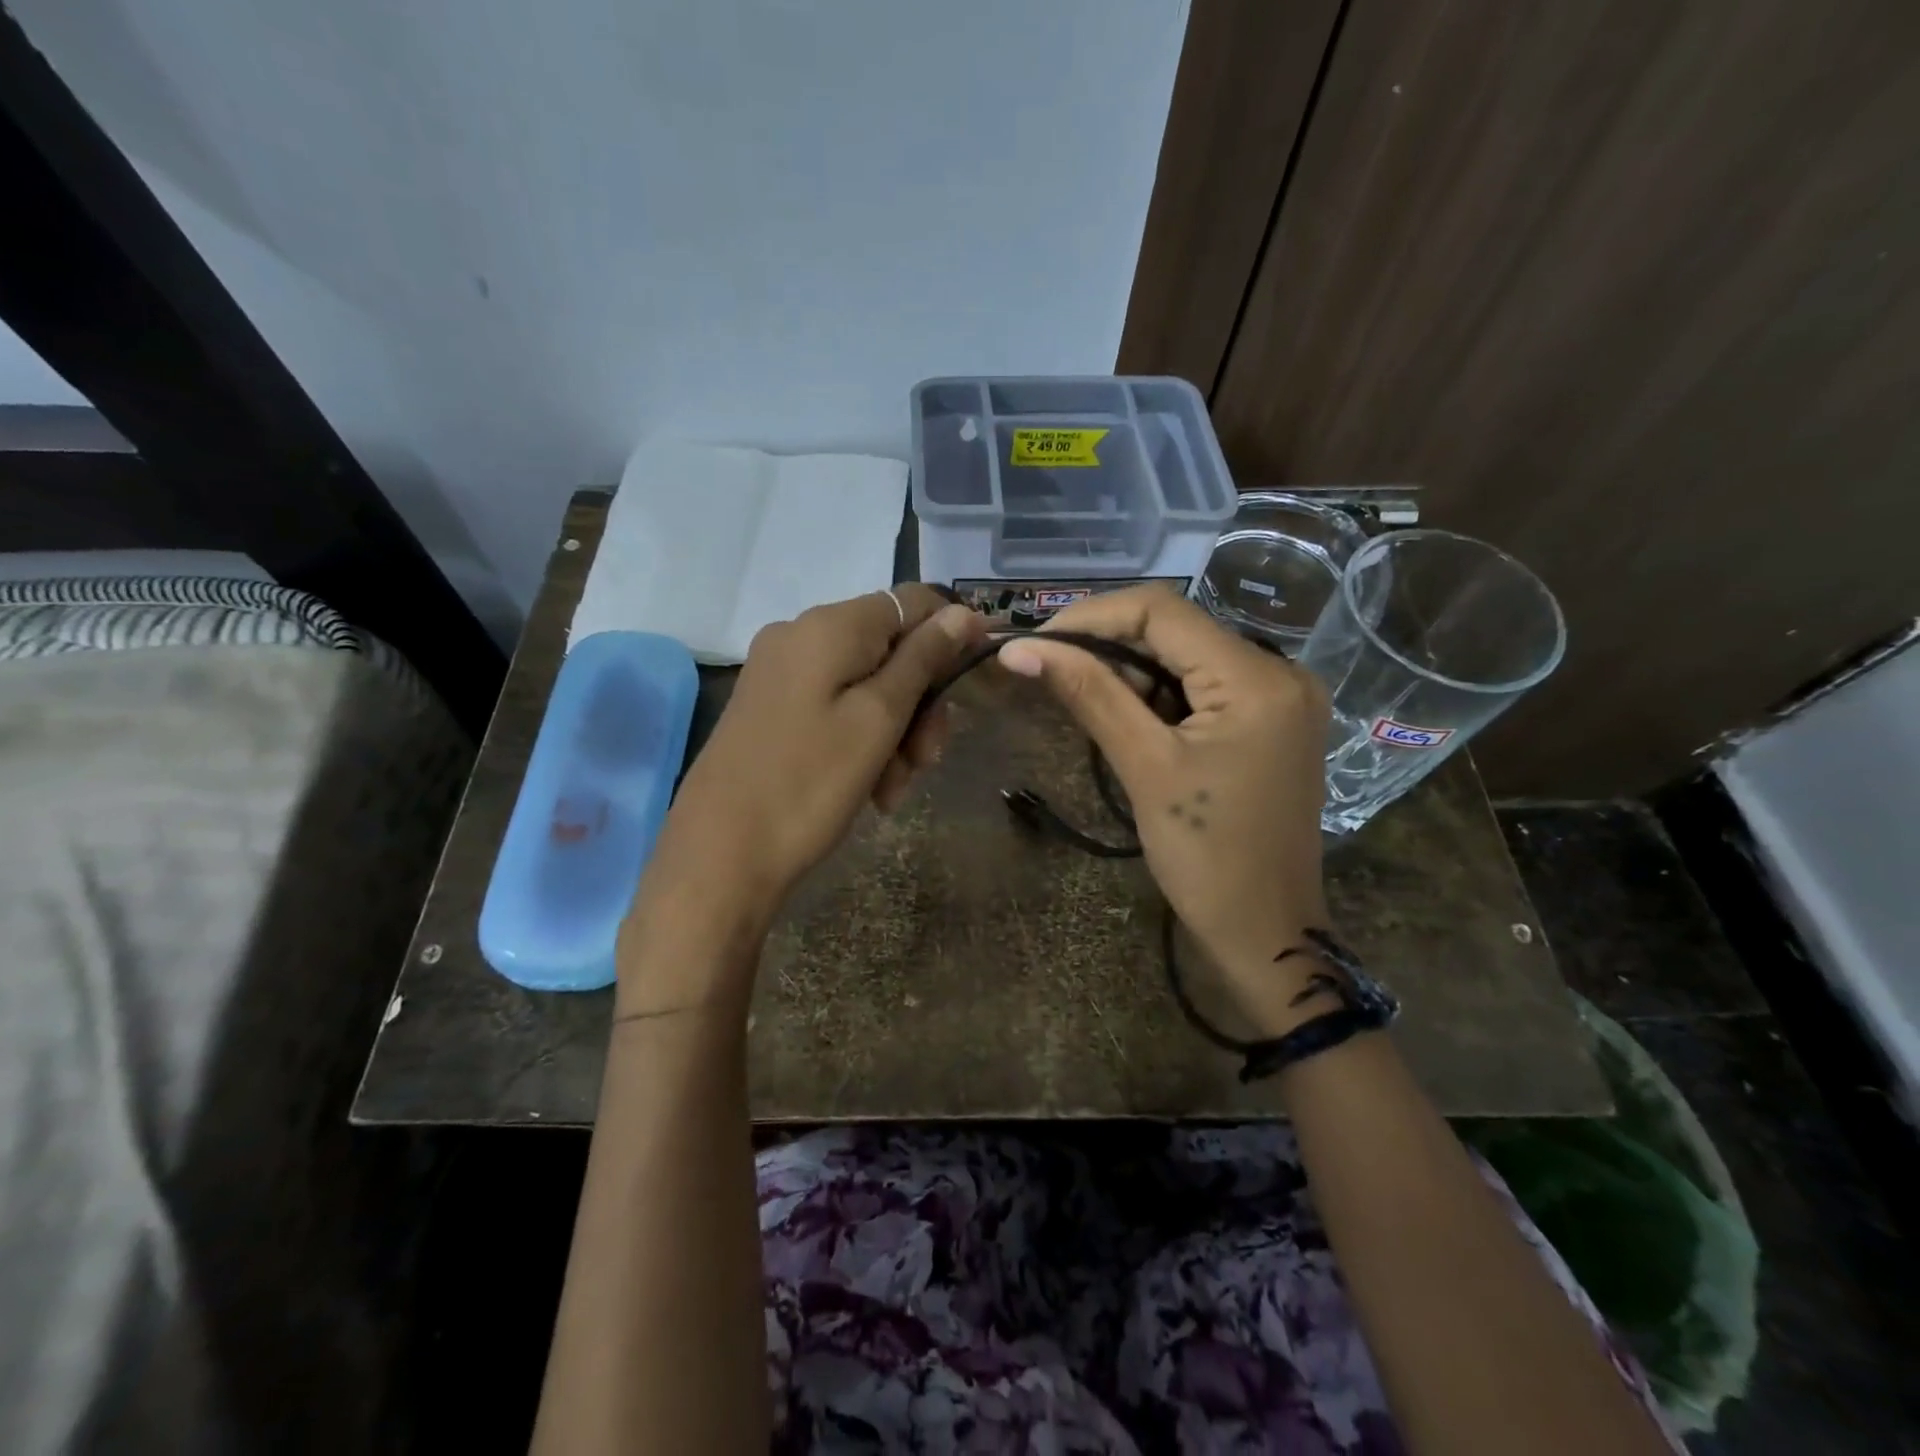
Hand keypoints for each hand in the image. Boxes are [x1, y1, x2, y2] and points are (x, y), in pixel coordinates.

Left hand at [651, 585, 985, 923]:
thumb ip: (923, 659)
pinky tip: (871, 788)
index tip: (977, 679)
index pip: (912, 601)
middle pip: (889, 649)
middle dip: (919, 702)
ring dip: (894, 732)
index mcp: (828, 626)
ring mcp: (780, 672)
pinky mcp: (771, 707)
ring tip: (894, 789)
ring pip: (866, 684)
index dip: (951, 634)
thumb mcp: (878, 719)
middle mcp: (800, 635)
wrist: (720, 855)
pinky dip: (861, 740)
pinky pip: (835, 707)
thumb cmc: (809, 784)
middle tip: (927, 759)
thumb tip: (962, 612)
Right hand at [998, 586, 1331, 1014]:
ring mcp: (1282, 697)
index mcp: (1257, 677)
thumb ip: (1088, 694)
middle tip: (1050, 672)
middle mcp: (1281, 670)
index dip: (1091, 617)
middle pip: (1176, 629)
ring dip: (1132, 673)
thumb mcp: (1144, 767)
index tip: (1037, 643)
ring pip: (1187, 657)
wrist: (1266, 931)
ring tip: (1084, 704)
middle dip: (1108, 646)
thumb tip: (1020, 648)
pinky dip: (1160, 695)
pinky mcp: (1273, 721)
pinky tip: (1130, 721)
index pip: (1162, 610)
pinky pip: (1206, 686)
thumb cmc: (1206, 857)